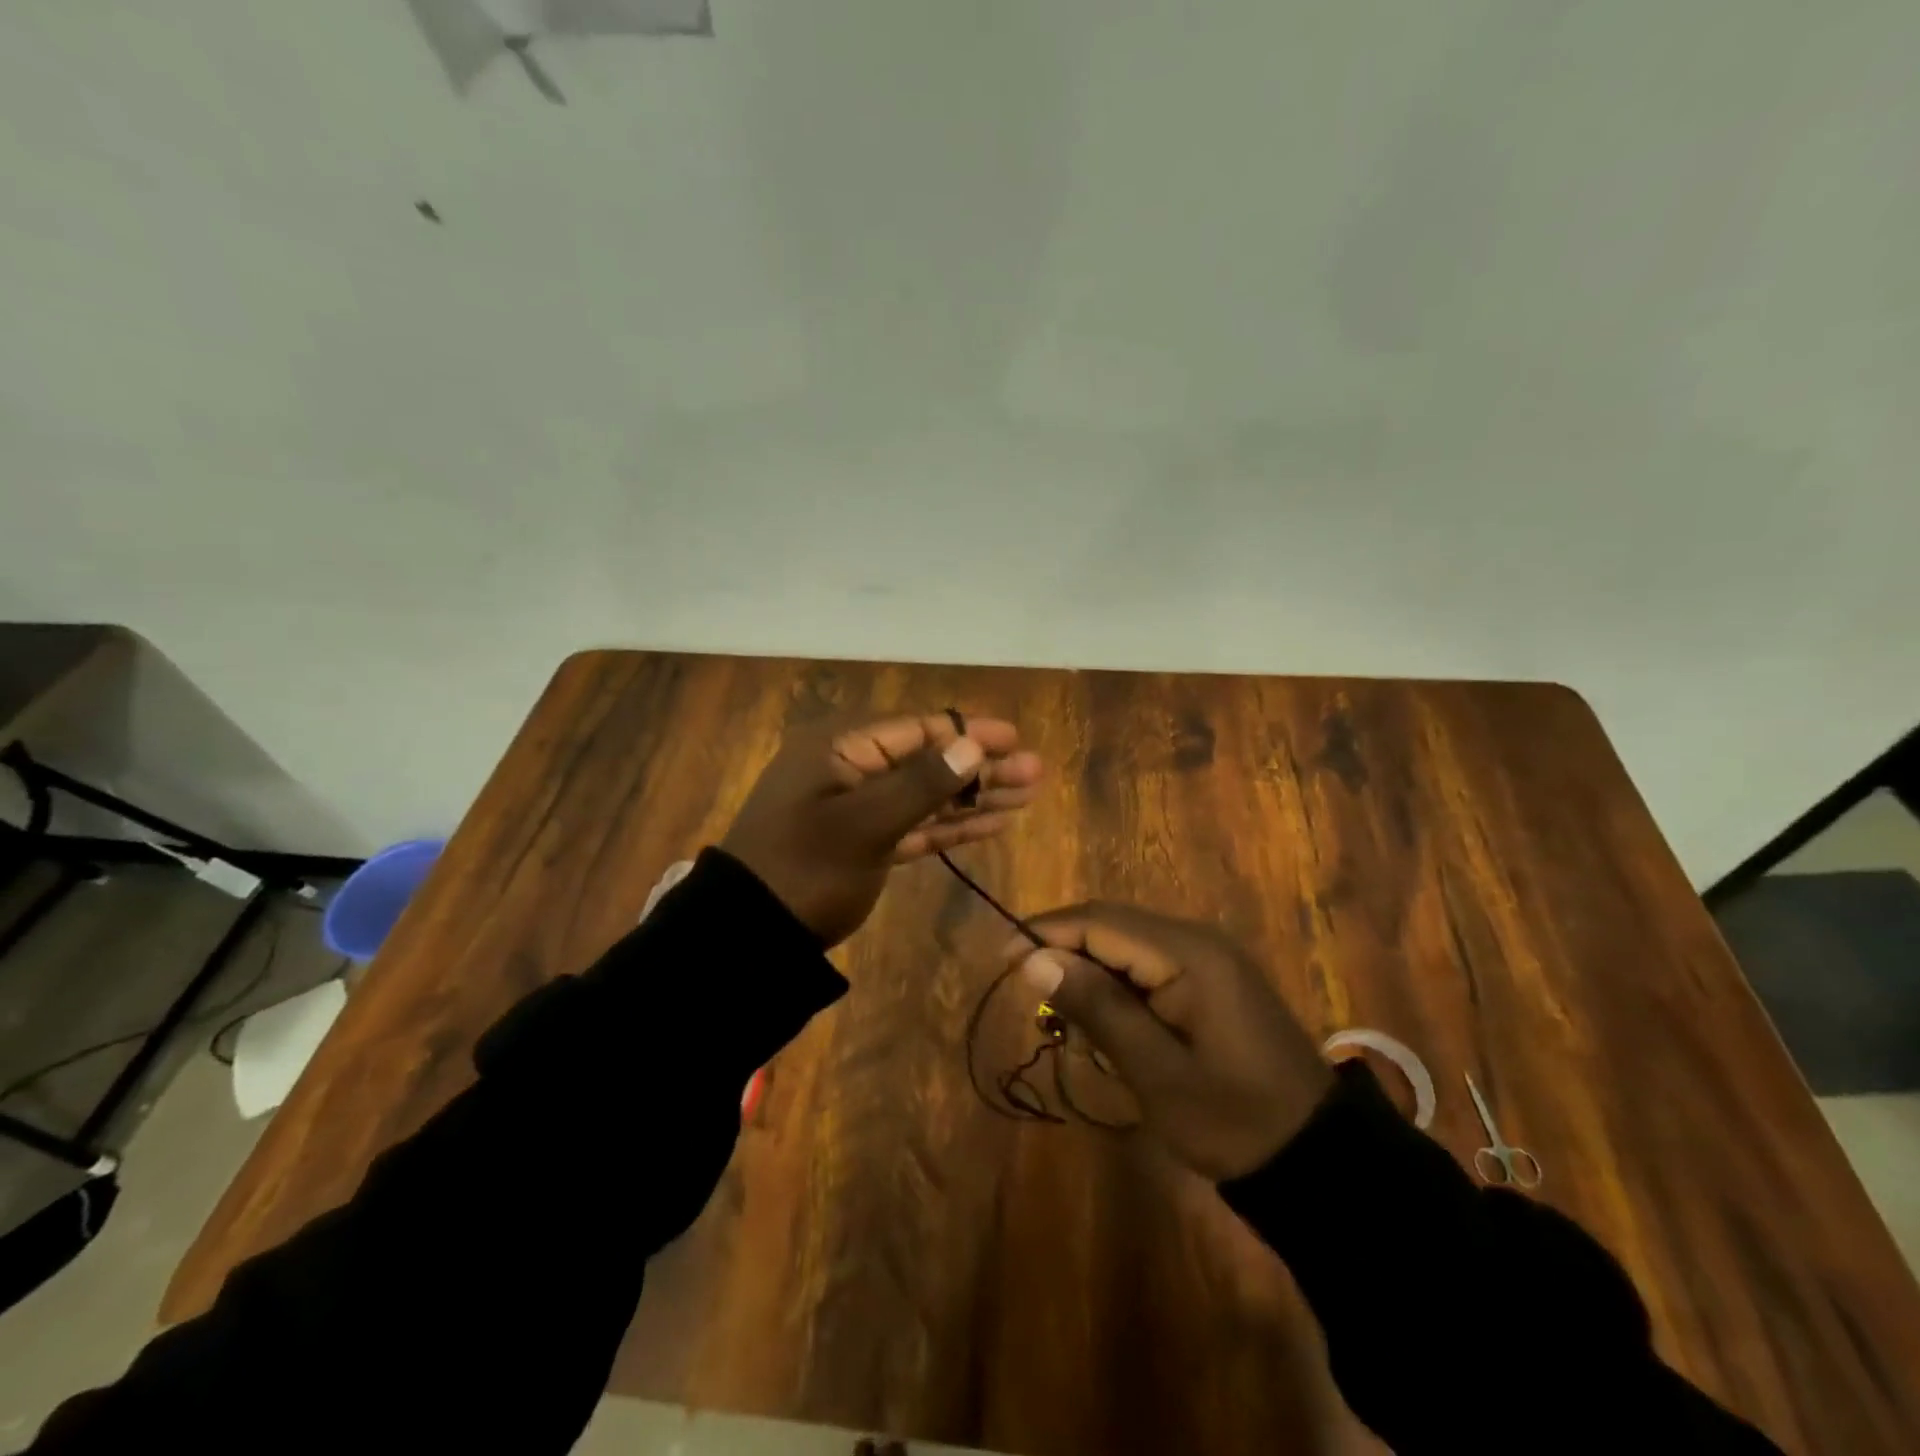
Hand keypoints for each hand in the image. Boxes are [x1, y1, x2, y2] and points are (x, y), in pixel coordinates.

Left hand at [723, 712, 1041, 946]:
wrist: (751, 938)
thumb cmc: (805, 870)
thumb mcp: (863, 825)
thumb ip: (920, 784)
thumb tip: (972, 745)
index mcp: (840, 750)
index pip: (916, 730)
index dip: (968, 732)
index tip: (1014, 738)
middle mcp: (850, 770)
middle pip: (927, 761)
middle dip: (980, 768)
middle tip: (1034, 772)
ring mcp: (856, 809)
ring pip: (925, 795)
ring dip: (973, 797)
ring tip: (1026, 796)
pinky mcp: (864, 844)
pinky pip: (914, 826)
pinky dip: (949, 826)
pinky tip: (989, 825)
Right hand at [1007, 904, 1333, 1179]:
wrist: (1317, 1157)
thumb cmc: (1233, 1119)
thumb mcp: (1156, 1071)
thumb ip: (1097, 1008)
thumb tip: (1034, 959)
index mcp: (1187, 953)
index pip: (1099, 922)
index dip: (1046, 933)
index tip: (1003, 959)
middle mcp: (1196, 939)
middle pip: (1111, 925)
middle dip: (1064, 950)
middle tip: (1031, 994)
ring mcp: (1208, 956)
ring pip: (1127, 943)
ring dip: (1090, 969)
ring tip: (1067, 1018)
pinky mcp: (1212, 978)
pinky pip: (1149, 962)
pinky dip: (1118, 985)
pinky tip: (1109, 1023)